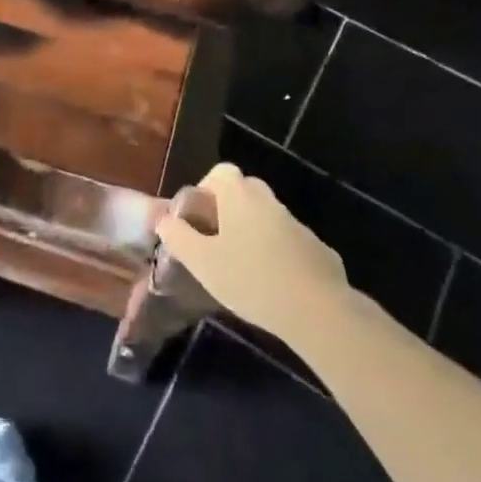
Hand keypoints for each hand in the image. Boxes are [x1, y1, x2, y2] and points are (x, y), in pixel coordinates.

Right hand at [155, 162, 349, 339]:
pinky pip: (289, 242)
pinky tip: (272, 286)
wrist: (317, 309)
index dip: (206, 189)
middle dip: (228, 211)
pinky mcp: (317, 249)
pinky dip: (277, 254)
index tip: (198, 218)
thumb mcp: (202, 262)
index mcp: (240, 196)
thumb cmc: (251, 279)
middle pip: (244, 192)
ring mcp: (297, 224)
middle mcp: (269, 201)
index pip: (221, 172)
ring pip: (267, 218)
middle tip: (215, 242)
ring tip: (241, 269)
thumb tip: (163, 219)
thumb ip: (178, 237)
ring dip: (252, 234)